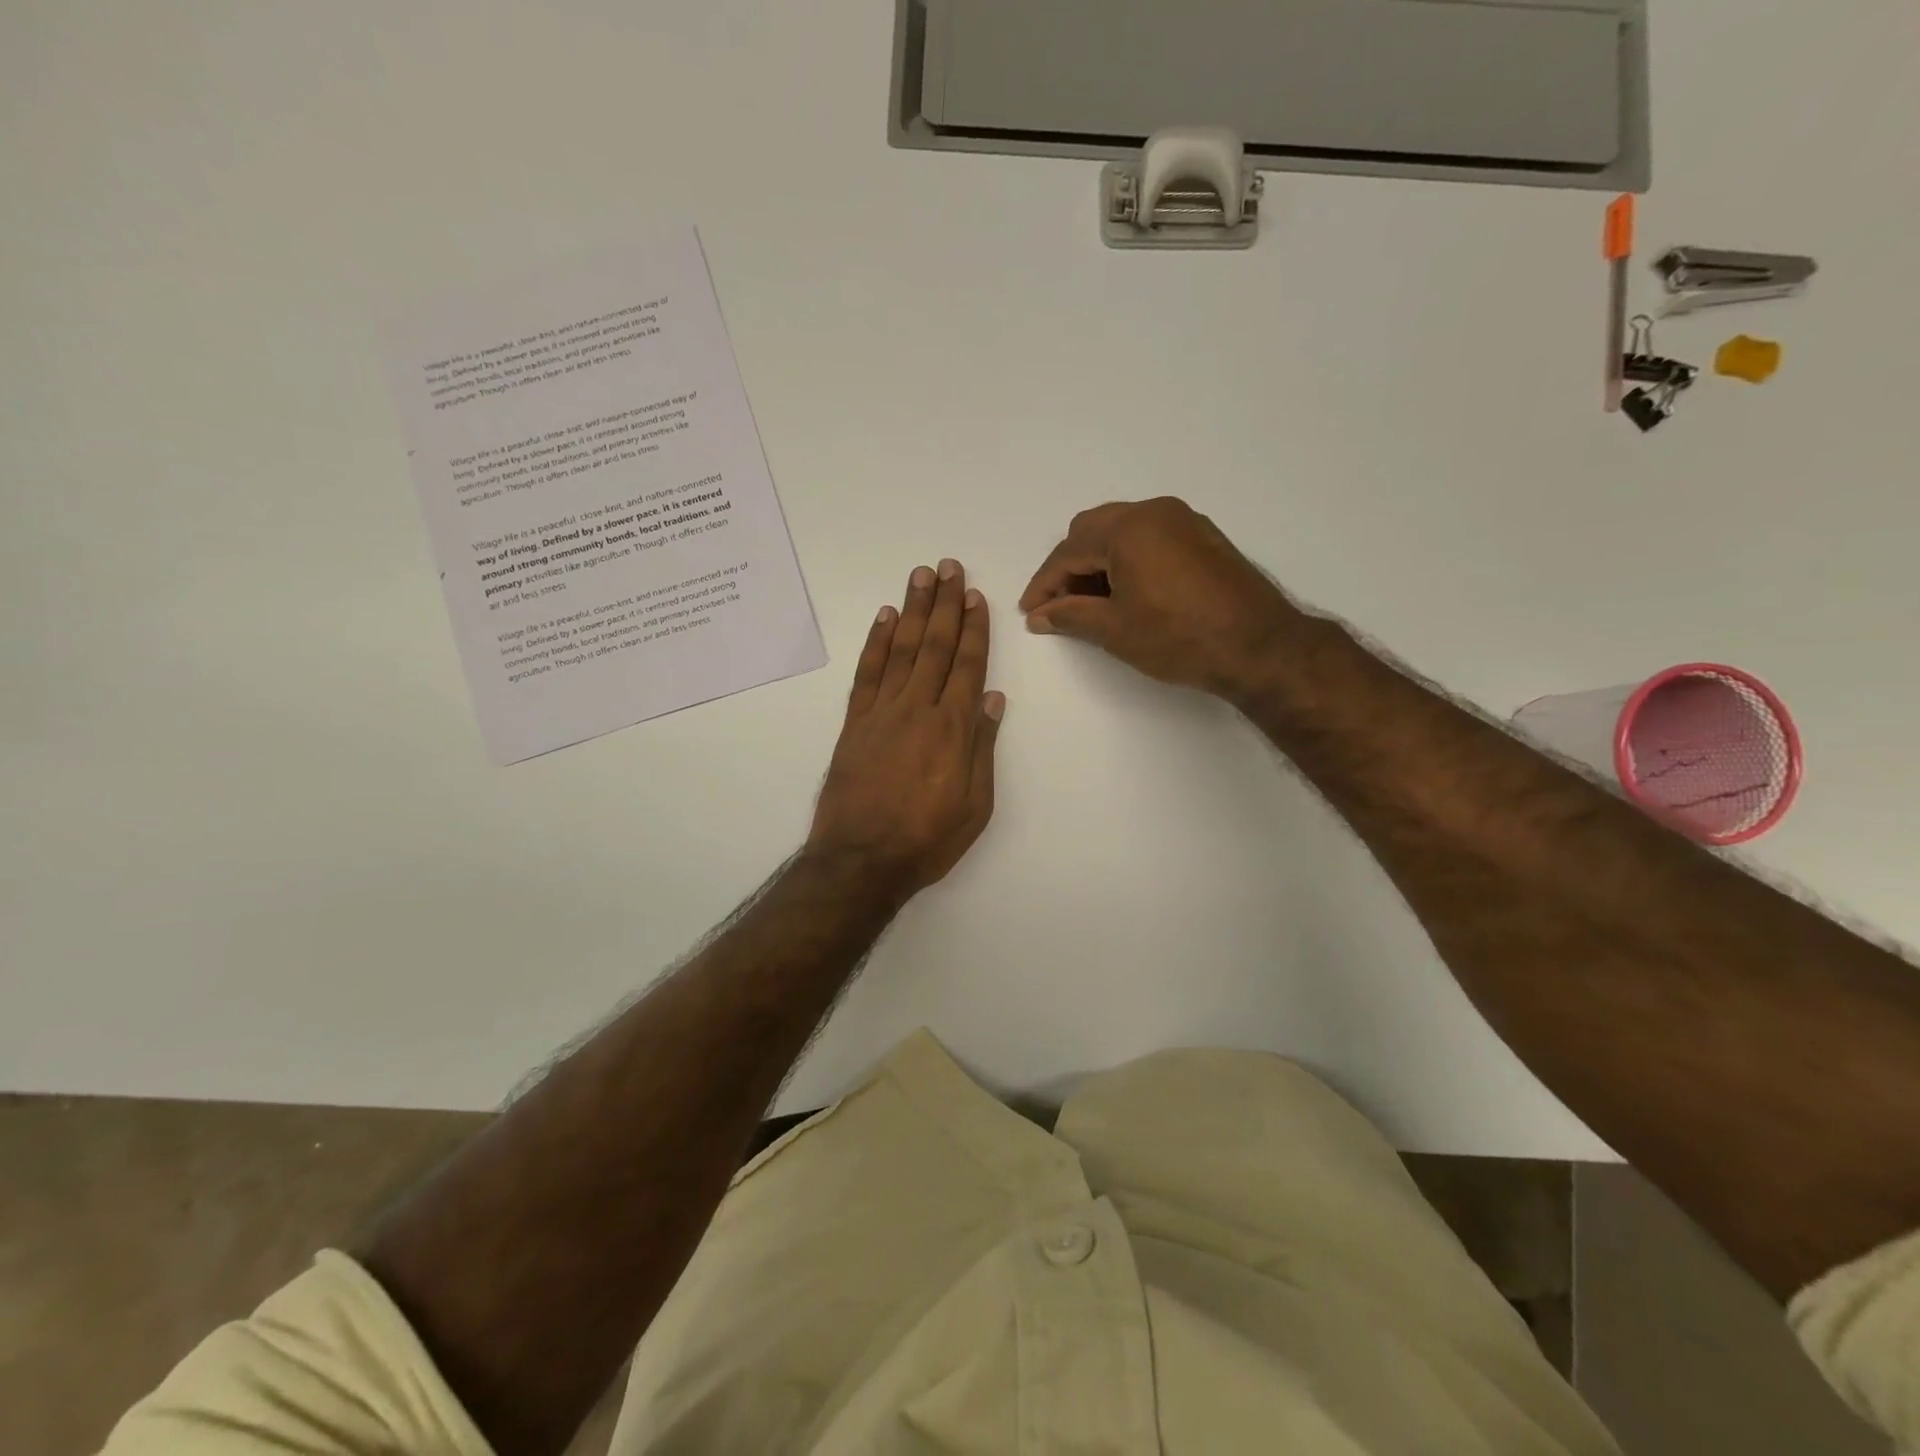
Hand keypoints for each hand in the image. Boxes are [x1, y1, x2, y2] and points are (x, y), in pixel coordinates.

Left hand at [807, 560, 1004, 897]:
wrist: (861, 861)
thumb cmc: (926, 840)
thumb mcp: (975, 805)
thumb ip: (982, 748)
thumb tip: (992, 699)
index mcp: (953, 729)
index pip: (967, 666)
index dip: (973, 629)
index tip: (976, 597)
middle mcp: (917, 709)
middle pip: (935, 646)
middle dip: (945, 604)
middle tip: (949, 567)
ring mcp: (881, 713)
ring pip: (901, 650)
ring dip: (912, 610)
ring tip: (920, 576)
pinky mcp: (854, 723)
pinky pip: (867, 673)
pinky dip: (876, 643)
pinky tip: (885, 619)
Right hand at [1019, 497, 1296, 696]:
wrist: (1259, 646)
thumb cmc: (1179, 638)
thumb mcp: (1115, 630)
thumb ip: (1070, 616)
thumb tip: (1040, 615)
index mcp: (1127, 528)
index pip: (1068, 551)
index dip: (1044, 584)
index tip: (1031, 612)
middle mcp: (1154, 511)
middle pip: (1092, 530)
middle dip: (1070, 567)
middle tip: (1062, 606)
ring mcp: (1183, 520)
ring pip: (1121, 531)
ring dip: (1099, 561)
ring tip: (1093, 603)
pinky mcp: (1202, 536)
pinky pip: (1149, 537)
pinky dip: (1128, 558)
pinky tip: (1128, 592)